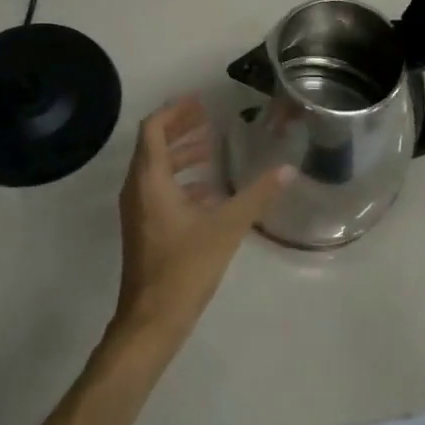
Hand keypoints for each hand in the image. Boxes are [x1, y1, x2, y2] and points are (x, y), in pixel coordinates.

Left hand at [109, 96, 293, 353]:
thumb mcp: (225, 228)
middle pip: (154, 145)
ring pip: (156, 169)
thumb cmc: (183, 268)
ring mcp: (138, 211)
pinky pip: (160, 191)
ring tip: (212, 147)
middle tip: (208, 117)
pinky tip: (210, 190)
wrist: (150, 322)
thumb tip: (287, 169)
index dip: (174, 111)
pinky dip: (182, 180)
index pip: (153, 129)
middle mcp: (137, 189)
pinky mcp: (144, 229)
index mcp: (150, 180)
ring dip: (182, 154)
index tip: (199, 101)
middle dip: (180, 128)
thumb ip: (256, 196)